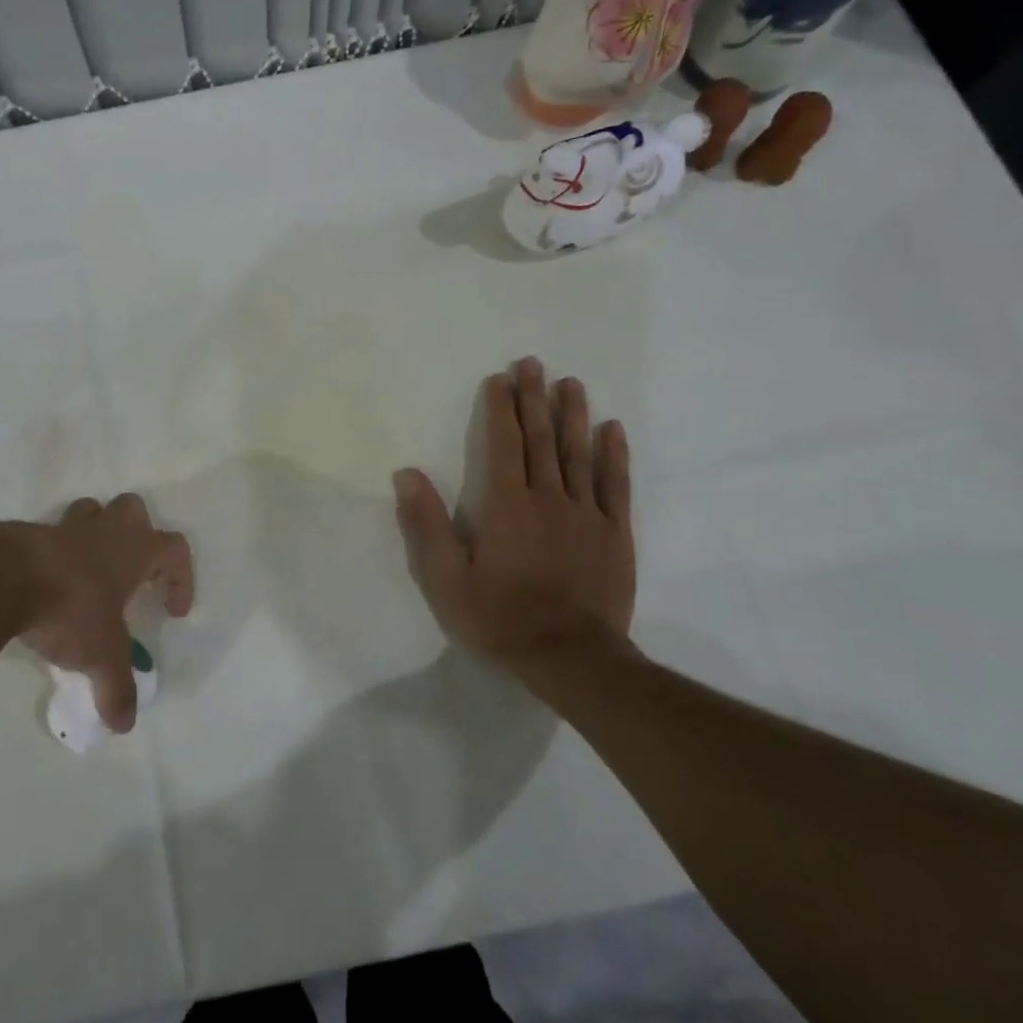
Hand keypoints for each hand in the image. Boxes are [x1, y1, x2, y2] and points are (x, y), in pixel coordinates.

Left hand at [0, 495, 193, 733]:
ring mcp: (63, 527)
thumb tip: (124, 724)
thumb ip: (115, 689)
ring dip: (96, 533)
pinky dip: (53, 554)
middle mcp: (103, 531)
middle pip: (134, 509)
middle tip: (132, 572)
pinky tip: (45, 585)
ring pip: (90, 511)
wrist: (1, 578)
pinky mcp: (27, 534)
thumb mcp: (100, 656)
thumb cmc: (69, 608)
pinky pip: (48, 535)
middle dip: (139, 534)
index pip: (174, 549)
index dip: (181, 577)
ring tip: (88, 572)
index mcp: (133, 551)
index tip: (172, 611)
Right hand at [393, 358, 635, 684]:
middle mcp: (547, 498)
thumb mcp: (445, 578)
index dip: (500, 408)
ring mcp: (586, 514)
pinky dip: (614, 455)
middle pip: (541, 439)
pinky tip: (613, 429)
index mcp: (505, 505)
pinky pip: (616, 486)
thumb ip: (426, 523)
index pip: (502, 443)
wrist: (570, 658)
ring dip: (573, 415)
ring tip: (570, 383)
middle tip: (534, 364)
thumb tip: (406, 472)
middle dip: (534, 398)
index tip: (500, 378)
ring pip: (579, 454)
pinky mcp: (615, 534)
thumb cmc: (499, 618)